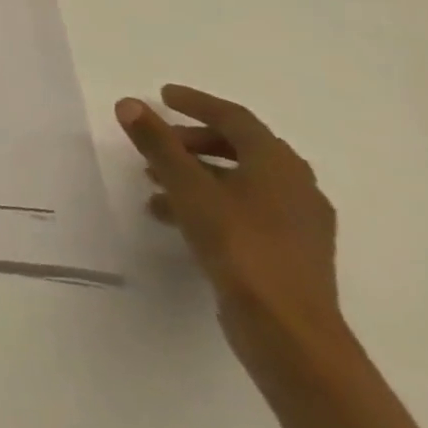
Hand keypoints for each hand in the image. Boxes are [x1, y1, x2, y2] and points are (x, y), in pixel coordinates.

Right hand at [116, 85, 347, 381]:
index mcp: (278, 164)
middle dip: (192, 141)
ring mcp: (298, 223)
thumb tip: (129, 103)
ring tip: (153, 182)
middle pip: (240, 148)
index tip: (162, 95)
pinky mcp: (289, 252)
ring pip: (240, 181)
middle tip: (155, 141)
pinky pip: (244, 210)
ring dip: (196, 173)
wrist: (289, 331)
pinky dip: (209, 202)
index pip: (235, 118)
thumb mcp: (187, 187)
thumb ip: (157, 143)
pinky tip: (175, 217)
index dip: (197, 103)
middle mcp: (296, 187)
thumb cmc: (239, 245)